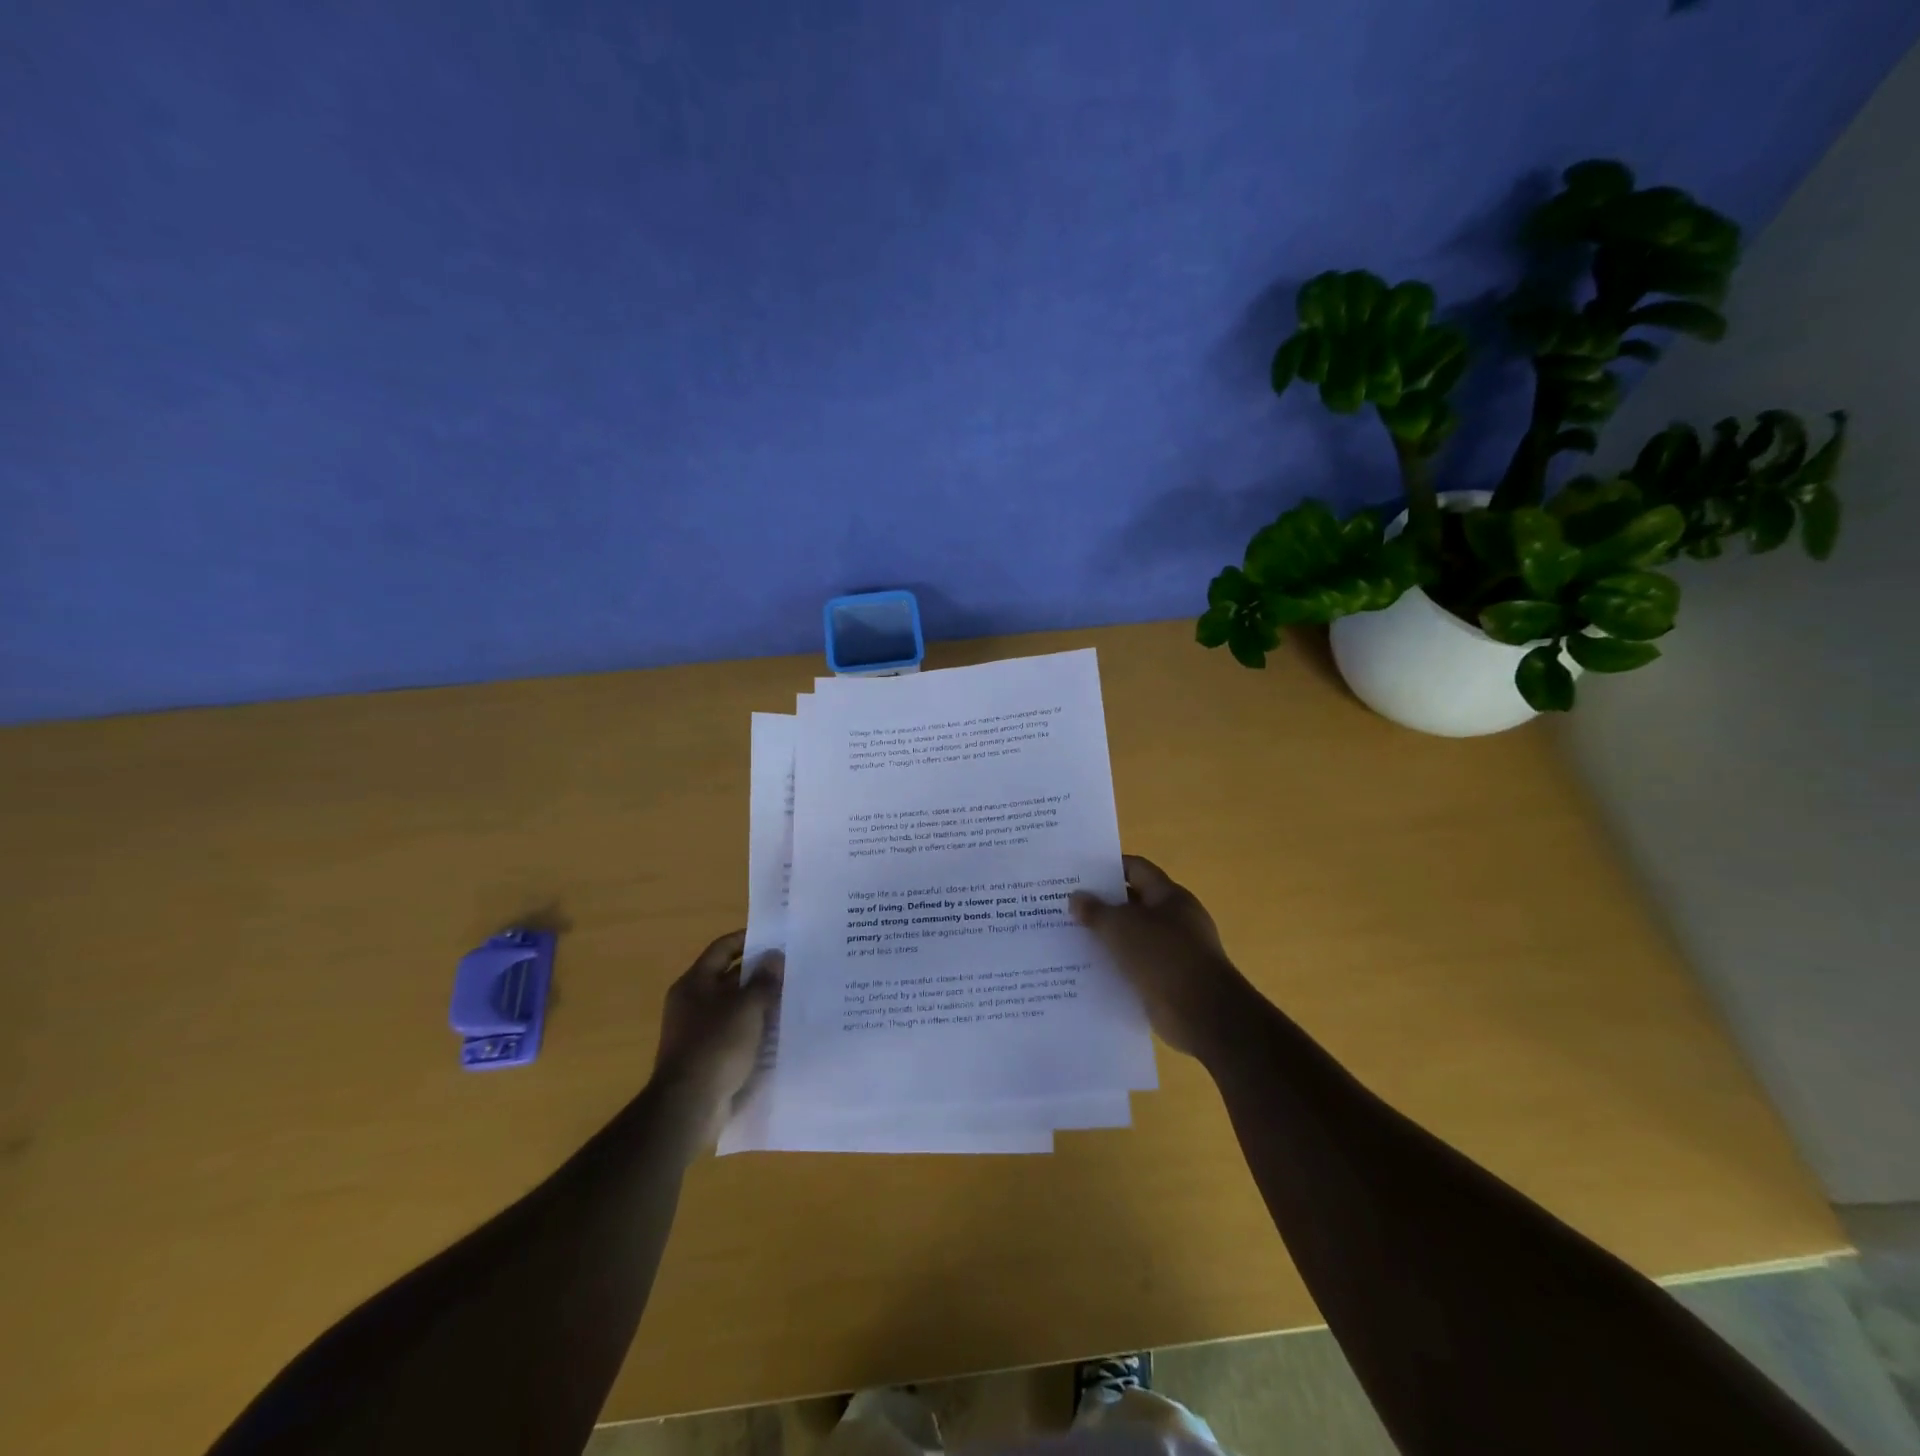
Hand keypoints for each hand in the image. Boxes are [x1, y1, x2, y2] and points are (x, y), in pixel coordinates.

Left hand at [650, 930, 780, 1139]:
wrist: (689, 1106)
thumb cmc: (716, 1045)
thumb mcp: (746, 1007)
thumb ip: (763, 980)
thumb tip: (775, 956)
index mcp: (694, 983)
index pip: (722, 949)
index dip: (747, 939)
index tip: (776, 937)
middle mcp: (692, 1003)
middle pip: (729, 978)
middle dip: (759, 973)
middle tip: (792, 968)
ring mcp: (698, 1032)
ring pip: (735, 1008)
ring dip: (760, 1003)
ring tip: (793, 998)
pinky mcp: (708, 1058)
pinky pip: (736, 1034)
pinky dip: (755, 1030)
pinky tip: (780, 1031)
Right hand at [1070, 855, 1260, 1063]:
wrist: (1201, 1013)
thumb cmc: (1163, 956)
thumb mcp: (1121, 927)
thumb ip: (1095, 910)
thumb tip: (1076, 897)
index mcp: (1169, 896)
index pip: (1136, 869)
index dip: (1108, 868)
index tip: (1078, 874)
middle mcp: (1175, 920)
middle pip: (1133, 903)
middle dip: (1102, 905)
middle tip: (1066, 907)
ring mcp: (1174, 952)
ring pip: (1133, 938)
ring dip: (1107, 939)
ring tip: (1070, 939)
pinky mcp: (1168, 981)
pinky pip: (1136, 967)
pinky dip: (1115, 967)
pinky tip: (1088, 971)